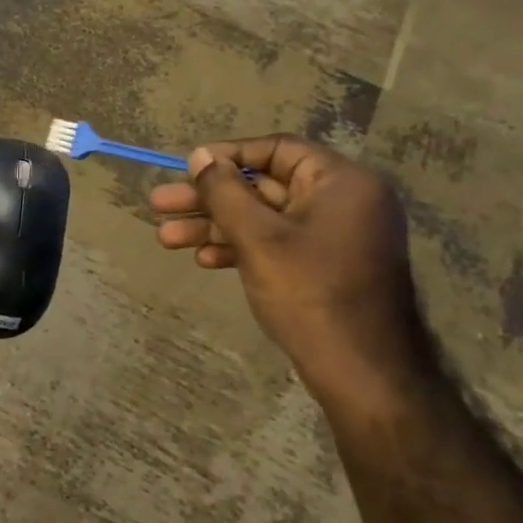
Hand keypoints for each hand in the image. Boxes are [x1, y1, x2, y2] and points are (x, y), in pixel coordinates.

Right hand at [149, 136, 422, 403]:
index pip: (276, 150)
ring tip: (165, 238)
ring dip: (213, 226)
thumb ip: (224, 191)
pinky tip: (204, 259)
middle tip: (159, 205)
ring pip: (263, 219)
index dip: (226, 155)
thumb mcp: (257, 237)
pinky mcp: (324, 266)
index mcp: (341, 183)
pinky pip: (276, 243)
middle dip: (208, 199)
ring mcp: (333, 237)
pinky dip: (240, 247)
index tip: (186, 168)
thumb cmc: (310, 293)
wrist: (363, 372)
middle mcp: (341, 202)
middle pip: (262, 186)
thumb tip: (200, 155)